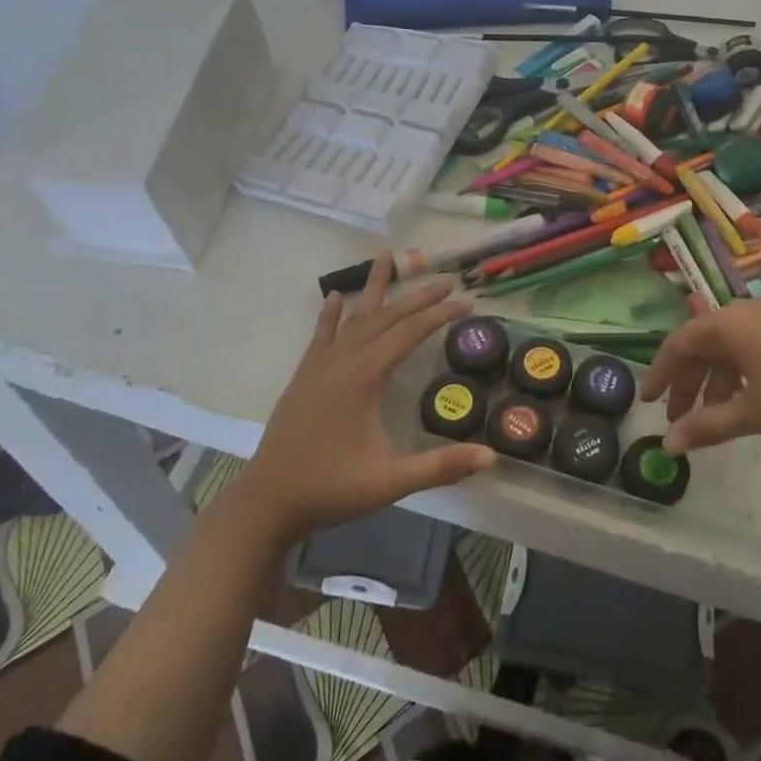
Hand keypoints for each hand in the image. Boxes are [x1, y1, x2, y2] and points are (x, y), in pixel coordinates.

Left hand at [234, 254, 495, 548]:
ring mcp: (318, 367)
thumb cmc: (331, 488)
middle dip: (417, 298)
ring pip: (353, 318)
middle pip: (385, 318)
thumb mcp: (390, 481)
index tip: (466, 302)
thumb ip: (441, 466)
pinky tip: (336, 297)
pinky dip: (331, 314)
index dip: (439, 316)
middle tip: (446, 281)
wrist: (267, 501)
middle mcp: (341, 361)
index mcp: (363, 377)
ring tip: (385, 258)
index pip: (409, 333)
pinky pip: (322, 335)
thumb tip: (492, 457)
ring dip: (373, 289)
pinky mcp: (304, 378)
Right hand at [639, 300, 760, 457]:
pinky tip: (747, 403)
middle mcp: (749, 313)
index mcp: (730, 324)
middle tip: (678, 419)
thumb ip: (707, 427)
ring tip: (712, 419)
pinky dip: (740, 376)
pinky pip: (754, 350)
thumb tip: (667, 446)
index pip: (679, 343)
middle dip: (688, 382)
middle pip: (703, 344)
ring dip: (715, 382)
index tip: (649, 402)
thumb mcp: (754, 414)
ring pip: (730, 349)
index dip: (661, 373)